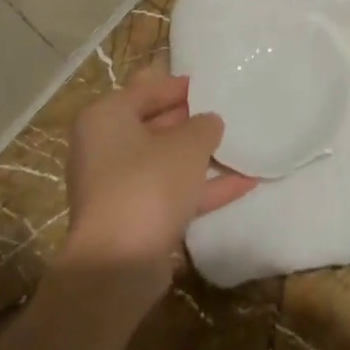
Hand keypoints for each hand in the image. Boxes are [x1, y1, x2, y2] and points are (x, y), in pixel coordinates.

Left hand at [61, 65, 255, 295]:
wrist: (119, 264)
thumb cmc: (149, 182)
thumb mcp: (188, 143)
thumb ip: (204, 125)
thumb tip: (209, 123)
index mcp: (106, 118)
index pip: (147, 90)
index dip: (181, 86)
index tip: (213, 85)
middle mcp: (104, 148)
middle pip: (155, 125)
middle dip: (191, 122)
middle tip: (227, 113)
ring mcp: (117, 187)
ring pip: (165, 162)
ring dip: (200, 157)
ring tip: (240, 145)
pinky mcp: (133, 220)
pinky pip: (171, 193)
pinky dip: (203, 188)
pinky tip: (245, 183)